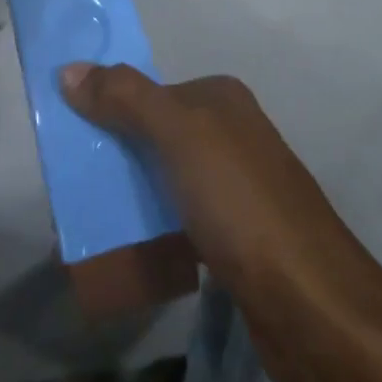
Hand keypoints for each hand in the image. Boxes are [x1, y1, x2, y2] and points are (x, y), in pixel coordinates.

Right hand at [59, 65, 381, 381]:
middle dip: (113, 151)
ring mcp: (236, 188)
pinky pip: (178, 219)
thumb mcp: (179, 137)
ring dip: (128, 193)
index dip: (107, 105)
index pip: (148, 90)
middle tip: (70, 179)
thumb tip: (70, 69)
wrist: (315, 311)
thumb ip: (125, 98)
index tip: (67, 133)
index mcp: (221, 99)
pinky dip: (152, 228)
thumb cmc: (243, 206)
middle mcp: (231, 134)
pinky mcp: (236, 239)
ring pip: (164, 177)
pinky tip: (126, 246)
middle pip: (154, 132)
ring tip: (85, 216)